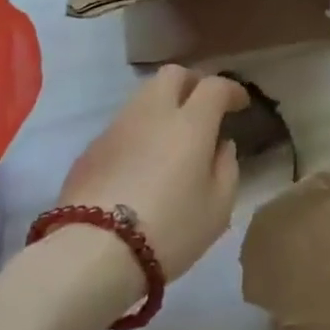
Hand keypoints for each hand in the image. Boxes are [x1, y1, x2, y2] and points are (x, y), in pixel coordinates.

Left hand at [56, 66, 249, 280]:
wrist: (91, 254)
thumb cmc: (169, 230)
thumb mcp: (218, 208)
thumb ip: (226, 168)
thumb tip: (221, 145)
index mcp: (190, 123)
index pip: (214, 85)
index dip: (231, 90)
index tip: (240, 105)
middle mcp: (152, 113)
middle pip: (172, 74)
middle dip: (192, 83)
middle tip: (203, 109)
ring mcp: (116, 128)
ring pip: (143, 97)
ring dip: (162, 107)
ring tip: (171, 138)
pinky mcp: (89, 149)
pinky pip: (122, 126)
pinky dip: (138, 133)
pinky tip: (141, 164)